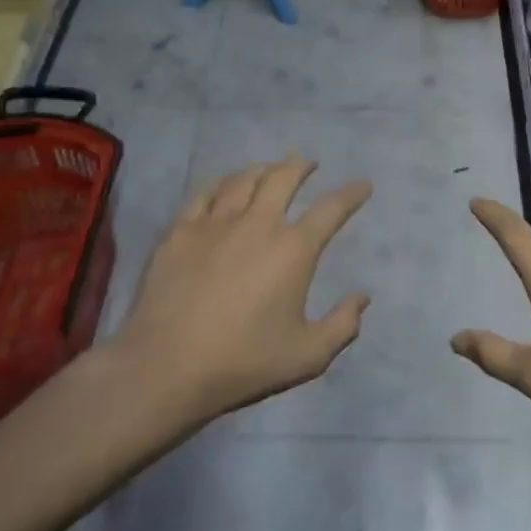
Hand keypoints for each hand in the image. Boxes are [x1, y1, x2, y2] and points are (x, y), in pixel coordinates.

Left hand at [116, 155, 372, 427]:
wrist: (167, 366)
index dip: (351, 194)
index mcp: (293, 250)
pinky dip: (220, 183)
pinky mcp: (180, 232)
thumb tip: (362, 297)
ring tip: (269, 168)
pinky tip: (223, 186)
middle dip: (301, 166)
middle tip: (308, 163)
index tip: (363, 185)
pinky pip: (204, 194)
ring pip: (243, 180)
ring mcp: (215, 224)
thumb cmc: (244, 362)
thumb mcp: (308, 356)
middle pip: (283, 178)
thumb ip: (342, 325)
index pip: (331, 209)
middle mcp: (257, 224)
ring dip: (262, 169)